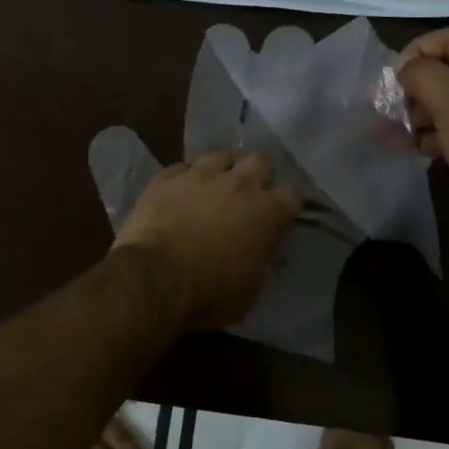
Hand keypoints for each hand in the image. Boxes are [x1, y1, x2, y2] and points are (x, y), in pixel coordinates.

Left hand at [114, 152, 300, 329]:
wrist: (155, 279)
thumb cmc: (210, 293)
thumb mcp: (251, 290)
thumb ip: (262, 261)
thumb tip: (264, 252)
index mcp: (267, 212)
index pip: (292, 196)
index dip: (286, 207)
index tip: (278, 219)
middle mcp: (239, 184)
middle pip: (260, 161)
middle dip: (257, 175)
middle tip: (247, 196)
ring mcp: (200, 175)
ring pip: (220, 155)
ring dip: (220, 170)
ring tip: (212, 187)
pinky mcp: (166, 177)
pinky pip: (181, 168)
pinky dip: (184, 179)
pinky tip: (178, 193)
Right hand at [396, 28, 448, 271]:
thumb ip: (425, 78)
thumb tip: (405, 69)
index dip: (419, 51)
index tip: (395, 80)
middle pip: (446, 71)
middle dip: (414, 88)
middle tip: (389, 112)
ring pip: (447, 105)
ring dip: (418, 115)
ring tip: (395, 136)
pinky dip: (432, 138)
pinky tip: (417, 152)